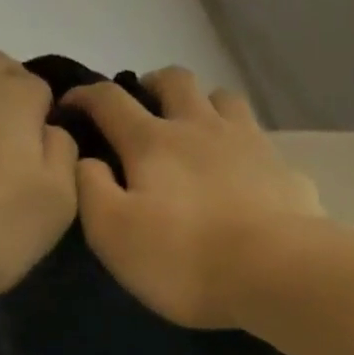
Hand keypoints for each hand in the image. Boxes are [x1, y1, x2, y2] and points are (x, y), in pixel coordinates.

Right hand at [64, 67, 320, 328]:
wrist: (274, 272)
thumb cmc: (184, 259)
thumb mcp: (114, 235)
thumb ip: (91, 192)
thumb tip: (86, 161)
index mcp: (153, 143)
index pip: (110, 102)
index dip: (85, 97)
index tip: (70, 104)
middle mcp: (201, 128)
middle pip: (175, 82)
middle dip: (152, 85)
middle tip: (143, 105)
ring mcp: (249, 143)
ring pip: (223, 99)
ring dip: (203, 104)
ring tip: (197, 127)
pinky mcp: (283, 169)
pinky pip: (259, 139)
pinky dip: (242, 143)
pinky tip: (243, 168)